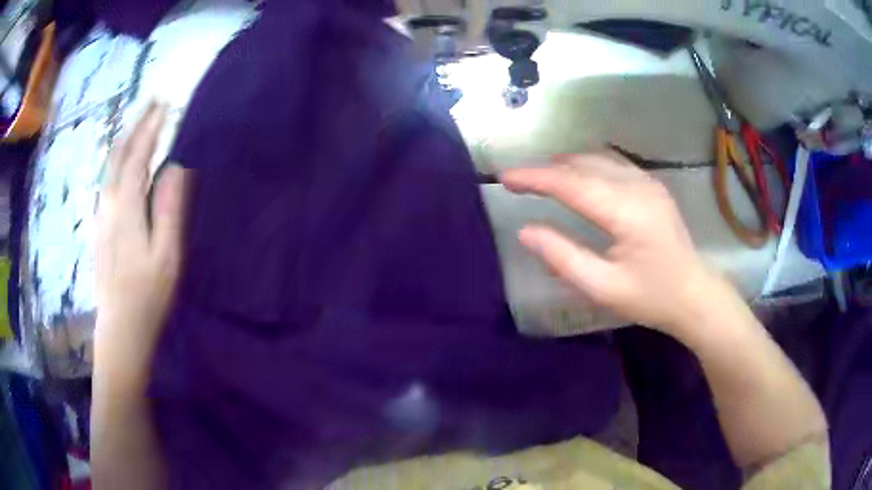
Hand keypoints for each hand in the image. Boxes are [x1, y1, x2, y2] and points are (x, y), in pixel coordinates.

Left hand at [95, 101, 189, 386]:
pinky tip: (120, 163)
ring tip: (138, 125)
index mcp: (126, 208)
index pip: (138, 156)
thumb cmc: (148, 295)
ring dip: (124, 140)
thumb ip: (170, 209)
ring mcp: (100, 217)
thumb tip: (175, 166)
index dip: (151, 128)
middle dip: (135, 125)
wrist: (120, 329)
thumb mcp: (167, 256)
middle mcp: (108, 204)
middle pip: (118, 155)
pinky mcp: (98, 228)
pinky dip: (115, 162)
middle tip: (151, 103)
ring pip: (109, 167)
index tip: (165, 104)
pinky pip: (106, 183)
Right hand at [501, 152, 721, 335]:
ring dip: (566, 164)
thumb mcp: (604, 287)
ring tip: (541, 176)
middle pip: (583, 164)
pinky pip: (613, 163)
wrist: (695, 294)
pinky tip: (577, 174)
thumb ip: (564, 258)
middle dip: (547, 169)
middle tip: (517, 180)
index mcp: (627, 211)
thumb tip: (526, 231)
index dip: (535, 177)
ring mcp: (648, 182)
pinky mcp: (652, 186)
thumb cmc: (652, 297)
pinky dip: (587, 165)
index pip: (572, 184)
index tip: (505, 177)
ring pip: (598, 159)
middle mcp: (638, 186)